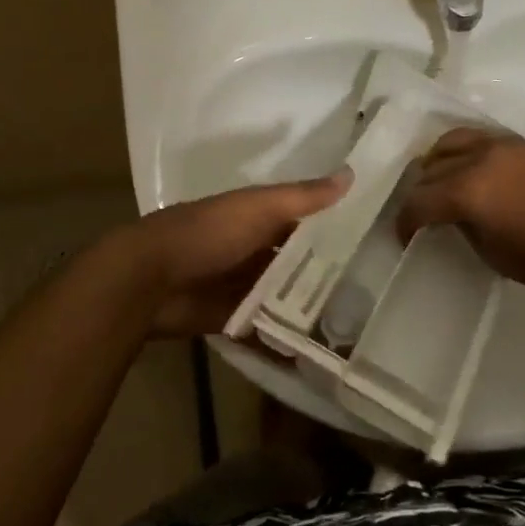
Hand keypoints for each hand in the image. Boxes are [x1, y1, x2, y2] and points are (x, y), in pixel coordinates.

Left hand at [106, 171, 351, 337]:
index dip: (335, 229)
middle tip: (372, 292)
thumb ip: (303, 197)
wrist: (149, 280)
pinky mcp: (232, 319)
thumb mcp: (259, 208)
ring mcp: (242, 286)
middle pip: (296, 262)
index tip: (375, 243)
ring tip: (355, 324)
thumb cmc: (208, 233)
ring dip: (309, 307)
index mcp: (258, 217)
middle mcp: (253, 249)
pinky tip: (318, 351)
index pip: (304, 221)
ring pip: (284, 296)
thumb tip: (352, 174)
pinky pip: (265, 329)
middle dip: (326, 274)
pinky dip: (285, 338)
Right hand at [396, 129, 524, 308]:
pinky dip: (469, 152)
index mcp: (467, 189)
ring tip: (443, 181)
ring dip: (440, 162)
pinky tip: (476, 172)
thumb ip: (462, 224)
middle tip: (423, 212)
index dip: (406, 221)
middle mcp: (481, 158)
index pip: (420, 200)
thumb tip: (452, 213)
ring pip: (455, 141)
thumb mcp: (489, 251)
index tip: (405, 235)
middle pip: (432, 167)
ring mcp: (506, 146)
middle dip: (421, 192)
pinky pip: (484, 139)